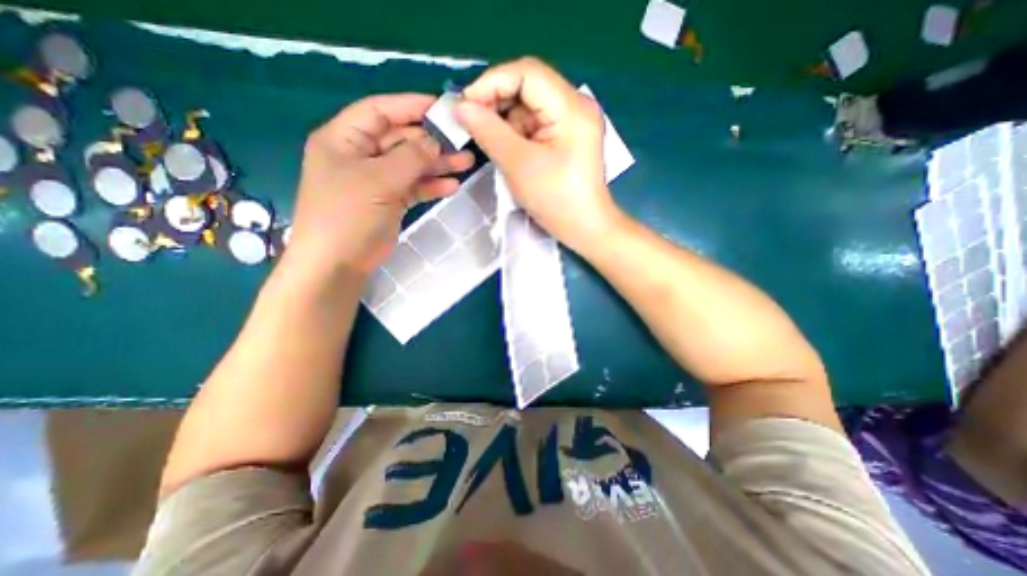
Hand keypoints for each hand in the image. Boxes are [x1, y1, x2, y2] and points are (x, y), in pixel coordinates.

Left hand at [286, 92, 475, 276]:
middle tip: (463, 142)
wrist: (339, 262)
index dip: (411, 106)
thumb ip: (410, 157)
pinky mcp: (390, 201)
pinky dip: (432, 186)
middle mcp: (361, 155)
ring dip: (437, 164)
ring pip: (412, 165)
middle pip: (401, 139)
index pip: (380, 111)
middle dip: (432, 141)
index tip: (443, 108)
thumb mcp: (379, 180)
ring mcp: (377, 180)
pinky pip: (414, 187)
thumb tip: (436, 141)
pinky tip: (452, 185)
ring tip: (466, 163)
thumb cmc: (349, 214)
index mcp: (345, 138)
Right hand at [455, 56, 617, 250]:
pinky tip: (508, 151)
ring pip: (529, 107)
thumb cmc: (556, 199)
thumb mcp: (518, 164)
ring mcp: (572, 122)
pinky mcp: (566, 138)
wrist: (584, 228)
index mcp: (570, 107)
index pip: (526, 73)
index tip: (466, 106)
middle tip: (473, 125)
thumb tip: (461, 107)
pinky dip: (517, 134)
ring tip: (492, 144)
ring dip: (505, 122)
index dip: (491, 83)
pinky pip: (535, 125)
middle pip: (528, 87)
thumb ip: (488, 131)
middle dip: (497, 103)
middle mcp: (575, 106)